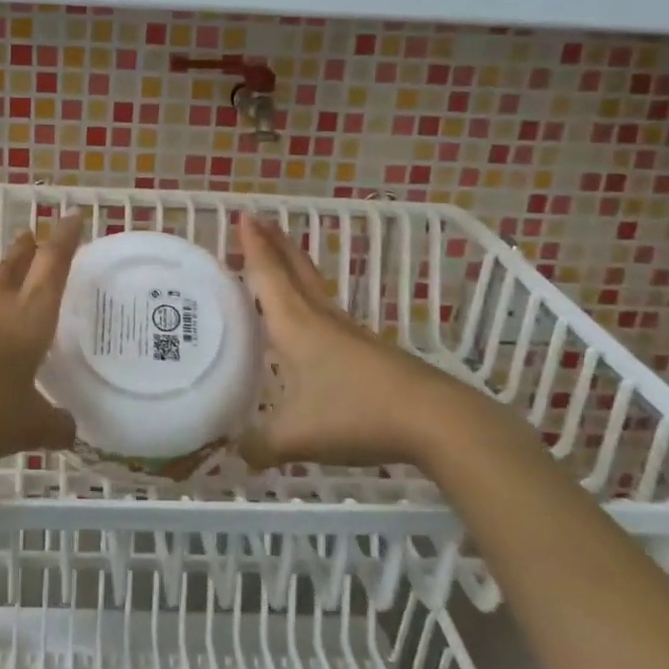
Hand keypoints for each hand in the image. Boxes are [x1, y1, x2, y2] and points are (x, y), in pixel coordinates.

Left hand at [0, 212, 83, 465]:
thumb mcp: (28, 427)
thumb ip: (56, 427)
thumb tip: (70, 429)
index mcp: (28, 316)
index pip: (53, 265)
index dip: (65, 239)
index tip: (73, 215)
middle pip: (18, 265)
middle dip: (32, 247)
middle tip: (39, 233)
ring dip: (8, 274)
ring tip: (17, 275)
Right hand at [235, 214, 467, 470]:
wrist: (433, 420)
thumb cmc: (356, 414)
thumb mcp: (296, 437)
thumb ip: (259, 445)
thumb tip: (235, 454)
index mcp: (296, 326)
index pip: (268, 277)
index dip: (254, 247)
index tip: (243, 215)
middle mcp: (320, 319)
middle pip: (295, 271)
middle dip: (275, 244)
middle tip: (258, 220)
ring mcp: (348, 333)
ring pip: (314, 289)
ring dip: (294, 267)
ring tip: (279, 258)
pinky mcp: (367, 350)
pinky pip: (327, 312)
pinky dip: (309, 299)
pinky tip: (309, 319)